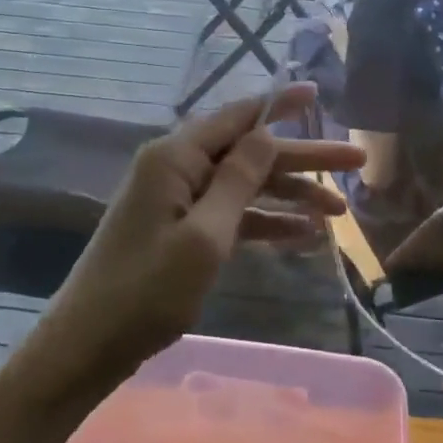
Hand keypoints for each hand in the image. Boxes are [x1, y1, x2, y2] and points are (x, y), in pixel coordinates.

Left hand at [38, 83, 363, 378]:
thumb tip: (267, 133)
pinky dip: (264, 223)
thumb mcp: (203, 236)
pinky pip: (230, 216)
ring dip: (290, 196)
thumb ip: (237, 181)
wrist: (85, 348)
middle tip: (356, 160)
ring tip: (340, 210)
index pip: (239, 117)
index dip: (281, 105)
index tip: (319, 94)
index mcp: (176, 157)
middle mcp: (176, 168)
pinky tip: (302, 236)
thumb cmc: (144, 292)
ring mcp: (177, 201)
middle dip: (303, 159)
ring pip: (245, 186)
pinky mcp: (179, 231)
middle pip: (250, 153)